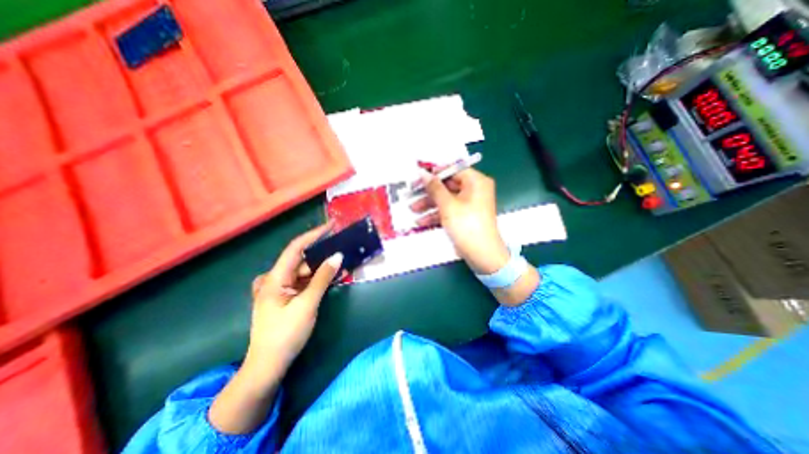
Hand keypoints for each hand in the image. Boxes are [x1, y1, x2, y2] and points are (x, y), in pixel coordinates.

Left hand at [207, 224, 340, 436]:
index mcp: (275, 278)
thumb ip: (323, 278)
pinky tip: (331, 278)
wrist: (267, 366)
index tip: (331, 226)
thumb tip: (338, 256)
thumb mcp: (307, 304)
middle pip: (302, 260)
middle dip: (323, 255)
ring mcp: (279, 289)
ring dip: (322, 269)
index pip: (296, 247)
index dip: (314, 234)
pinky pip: (303, 282)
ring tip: (342, 265)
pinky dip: (317, 279)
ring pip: (304, 271)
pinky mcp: (284, 297)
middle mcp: (274, 279)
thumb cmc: (286, 335)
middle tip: (343, 250)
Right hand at [413, 169, 507, 273]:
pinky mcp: (464, 217)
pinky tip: (420, 221)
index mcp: (476, 182)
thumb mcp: (448, 205)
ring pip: (446, 199)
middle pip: (447, 186)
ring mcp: (469, 205)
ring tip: (412, 209)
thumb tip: (423, 173)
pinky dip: (436, 215)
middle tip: (411, 193)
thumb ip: (434, 188)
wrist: (482, 255)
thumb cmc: (466, 225)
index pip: (453, 170)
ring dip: (429, 205)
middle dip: (429, 192)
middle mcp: (474, 190)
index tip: (418, 176)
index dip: (435, 173)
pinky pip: (449, 211)